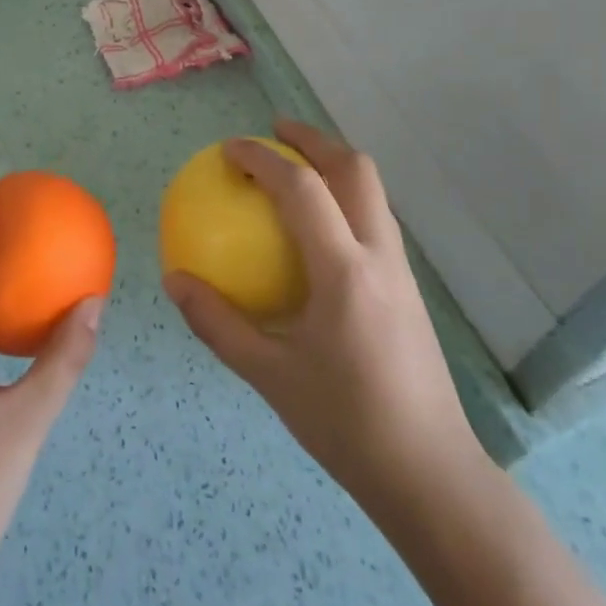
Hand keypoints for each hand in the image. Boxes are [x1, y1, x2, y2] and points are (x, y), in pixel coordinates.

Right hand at [163, 121, 486, 511]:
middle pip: (355, 169)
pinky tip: (315, 228)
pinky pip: (374, 219)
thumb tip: (174, 281)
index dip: (262, 158)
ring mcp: (401, 270)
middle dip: (313, 139)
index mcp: (344, 271)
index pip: (302, 189)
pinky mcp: (408, 288)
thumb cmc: (345, 424)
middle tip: (273, 132)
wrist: (430, 474)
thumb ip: (217, 323)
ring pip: (372, 191)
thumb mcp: (268, 376)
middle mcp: (379, 256)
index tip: (228, 150)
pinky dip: (343, 198)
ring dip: (333, 164)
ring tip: (294, 166)